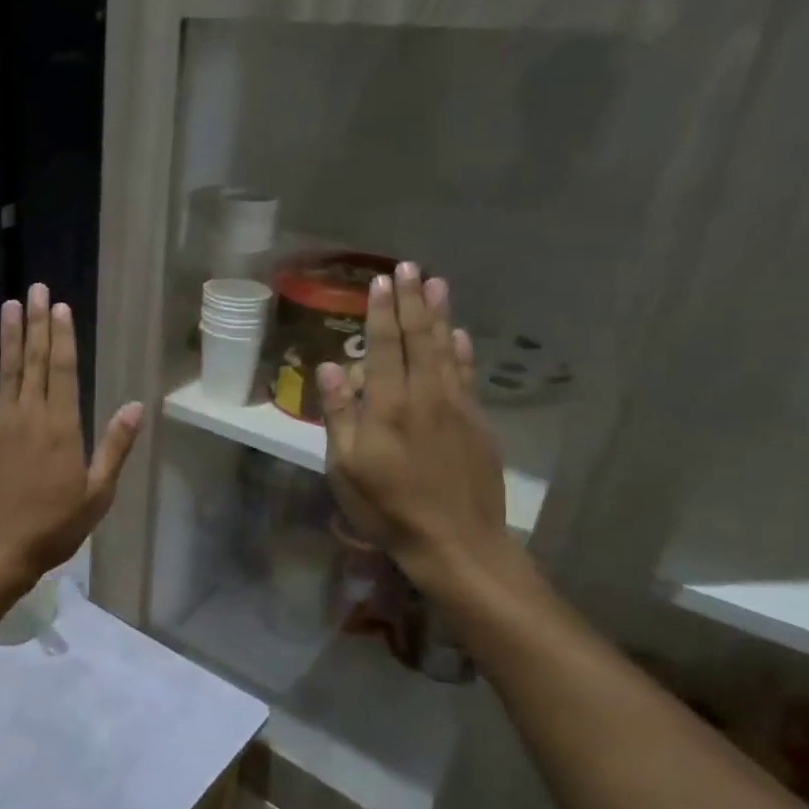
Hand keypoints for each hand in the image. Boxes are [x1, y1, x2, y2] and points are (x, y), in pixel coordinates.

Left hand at [0, 283, 143, 588]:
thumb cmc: (54, 527)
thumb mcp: (97, 494)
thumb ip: (115, 447)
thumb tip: (135, 406)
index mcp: (62, 428)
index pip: (64, 371)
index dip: (62, 336)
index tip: (60, 307)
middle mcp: (30, 416)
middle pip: (35, 361)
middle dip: (36, 323)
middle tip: (35, 288)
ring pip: (7, 371)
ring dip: (10, 336)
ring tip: (10, 305)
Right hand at [318, 263, 509, 595]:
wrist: (456, 542)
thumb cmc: (388, 508)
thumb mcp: (345, 467)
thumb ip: (339, 415)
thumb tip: (331, 366)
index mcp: (389, 406)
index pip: (386, 346)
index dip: (382, 312)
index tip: (380, 281)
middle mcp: (426, 396)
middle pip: (420, 338)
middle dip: (412, 301)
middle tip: (409, 266)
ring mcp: (457, 408)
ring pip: (447, 350)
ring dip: (440, 314)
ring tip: (436, 283)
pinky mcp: (477, 424)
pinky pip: (467, 375)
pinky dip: (462, 350)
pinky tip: (460, 335)